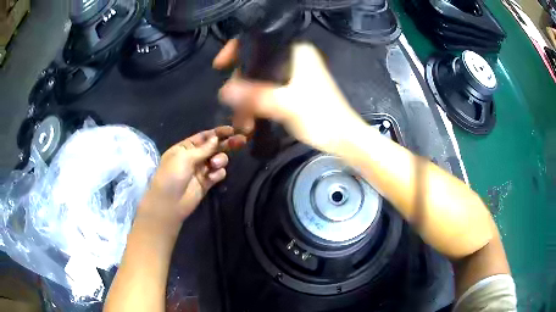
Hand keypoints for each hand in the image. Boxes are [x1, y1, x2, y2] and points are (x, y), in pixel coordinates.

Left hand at [138, 126, 245, 227]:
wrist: (169, 204)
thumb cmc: (172, 176)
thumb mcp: (185, 157)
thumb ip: (203, 148)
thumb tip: (216, 138)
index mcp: (185, 148)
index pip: (204, 137)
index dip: (217, 132)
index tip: (232, 130)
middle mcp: (194, 157)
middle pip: (213, 147)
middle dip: (226, 143)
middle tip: (240, 140)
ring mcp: (201, 170)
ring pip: (218, 159)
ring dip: (220, 159)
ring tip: (215, 164)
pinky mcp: (207, 183)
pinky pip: (218, 174)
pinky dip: (218, 173)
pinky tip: (212, 177)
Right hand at [213, 39, 366, 153]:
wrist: (343, 138)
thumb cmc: (321, 117)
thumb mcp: (286, 104)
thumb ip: (255, 96)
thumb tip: (223, 91)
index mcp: (295, 52)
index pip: (259, 42)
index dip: (236, 49)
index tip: (220, 65)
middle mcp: (293, 58)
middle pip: (256, 63)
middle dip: (240, 85)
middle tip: (231, 105)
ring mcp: (293, 74)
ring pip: (260, 79)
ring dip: (247, 99)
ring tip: (242, 123)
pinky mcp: (293, 89)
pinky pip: (267, 90)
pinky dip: (257, 104)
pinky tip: (250, 121)